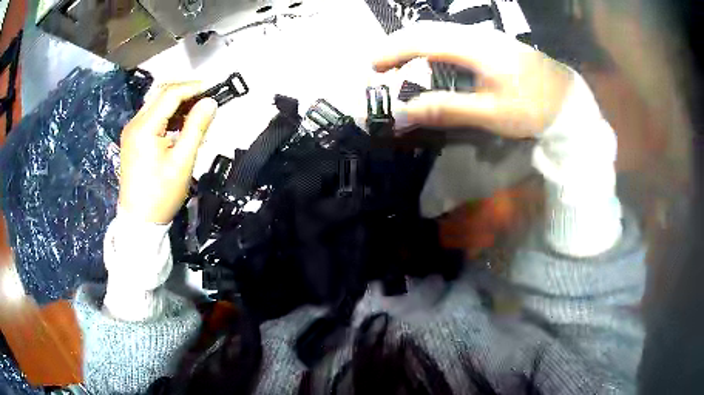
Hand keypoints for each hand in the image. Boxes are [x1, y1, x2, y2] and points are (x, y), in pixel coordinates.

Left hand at [119, 82, 217, 223]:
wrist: (139, 220)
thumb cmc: (161, 194)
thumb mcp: (183, 161)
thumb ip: (197, 127)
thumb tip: (211, 102)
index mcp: (145, 127)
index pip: (170, 94)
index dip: (193, 87)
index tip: (214, 88)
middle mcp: (134, 123)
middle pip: (161, 94)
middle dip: (185, 91)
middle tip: (206, 97)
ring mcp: (131, 131)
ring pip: (155, 104)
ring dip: (176, 102)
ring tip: (196, 111)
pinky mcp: (131, 139)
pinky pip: (151, 117)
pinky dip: (167, 114)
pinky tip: (179, 124)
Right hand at [373, 22, 573, 137]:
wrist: (567, 100)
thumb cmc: (533, 108)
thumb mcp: (491, 114)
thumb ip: (448, 109)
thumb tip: (407, 110)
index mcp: (475, 48)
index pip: (423, 40)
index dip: (393, 51)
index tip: (373, 66)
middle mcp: (477, 35)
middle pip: (428, 29)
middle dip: (399, 44)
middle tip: (381, 65)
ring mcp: (486, 37)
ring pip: (440, 31)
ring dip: (415, 44)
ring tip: (400, 63)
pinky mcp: (492, 43)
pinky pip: (453, 38)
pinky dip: (433, 47)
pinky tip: (432, 61)